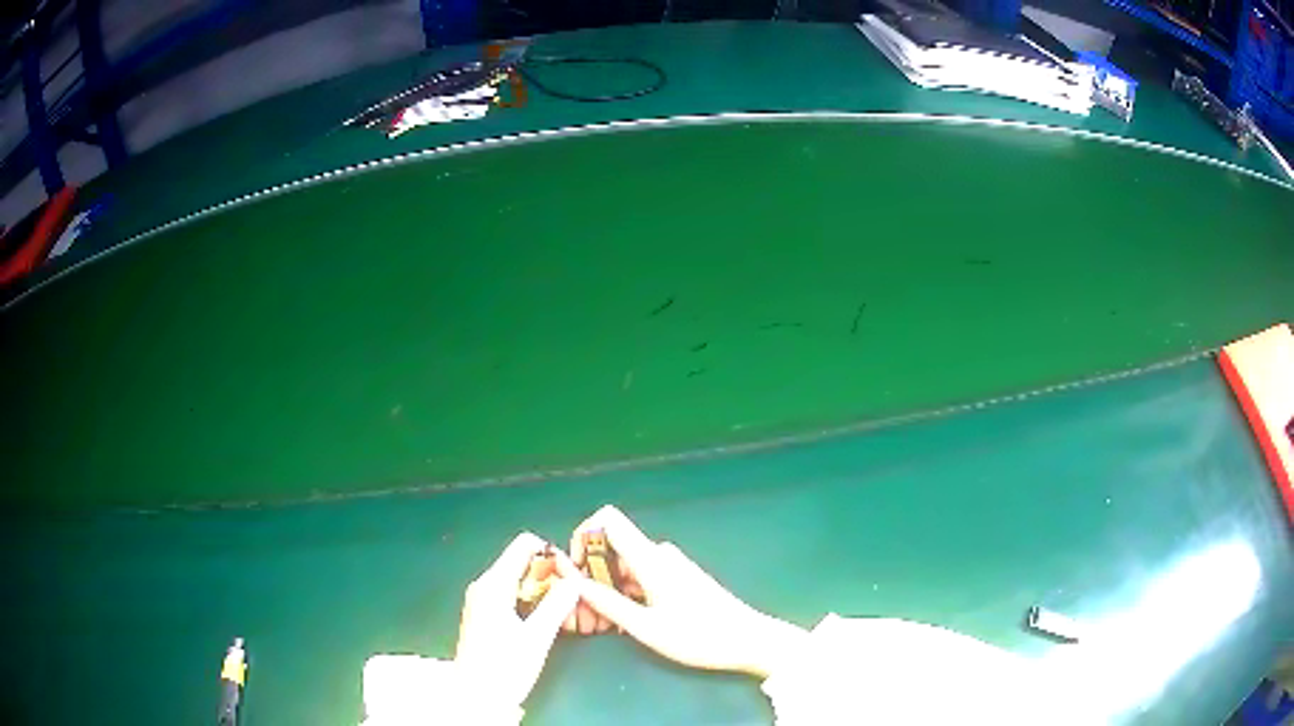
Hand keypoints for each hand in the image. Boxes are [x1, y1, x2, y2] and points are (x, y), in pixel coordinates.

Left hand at [455, 531, 580, 706]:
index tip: (572, 579)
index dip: (553, 555)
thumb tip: (575, 580)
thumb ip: (557, 604)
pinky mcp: (485, 615)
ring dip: (545, 591)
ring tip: (566, 614)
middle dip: (552, 576)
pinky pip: (514, 595)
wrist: (476, 698)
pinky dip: (533, 602)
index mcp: (494, 584)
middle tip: (574, 600)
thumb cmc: (504, 667)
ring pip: (520, 580)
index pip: (525, 545)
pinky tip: (547, 623)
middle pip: (523, 562)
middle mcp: (485, 585)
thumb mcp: (537, 637)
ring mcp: (483, 600)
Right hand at [563, 505, 808, 677]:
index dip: (584, 535)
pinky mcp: (677, 579)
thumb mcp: (646, 627)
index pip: (608, 520)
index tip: (575, 568)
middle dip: (591, 574)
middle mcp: (659, 554)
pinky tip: (623, 622)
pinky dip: (625, 594)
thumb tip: (574, 583)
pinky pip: (640, 577)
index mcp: (650, 558)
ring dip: (607, 589)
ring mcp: (670, 566)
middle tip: (583, 611)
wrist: (748, 640)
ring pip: (624, 567)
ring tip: (600, 625)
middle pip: (611, 548)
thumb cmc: (699, 636)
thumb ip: (608, 603)